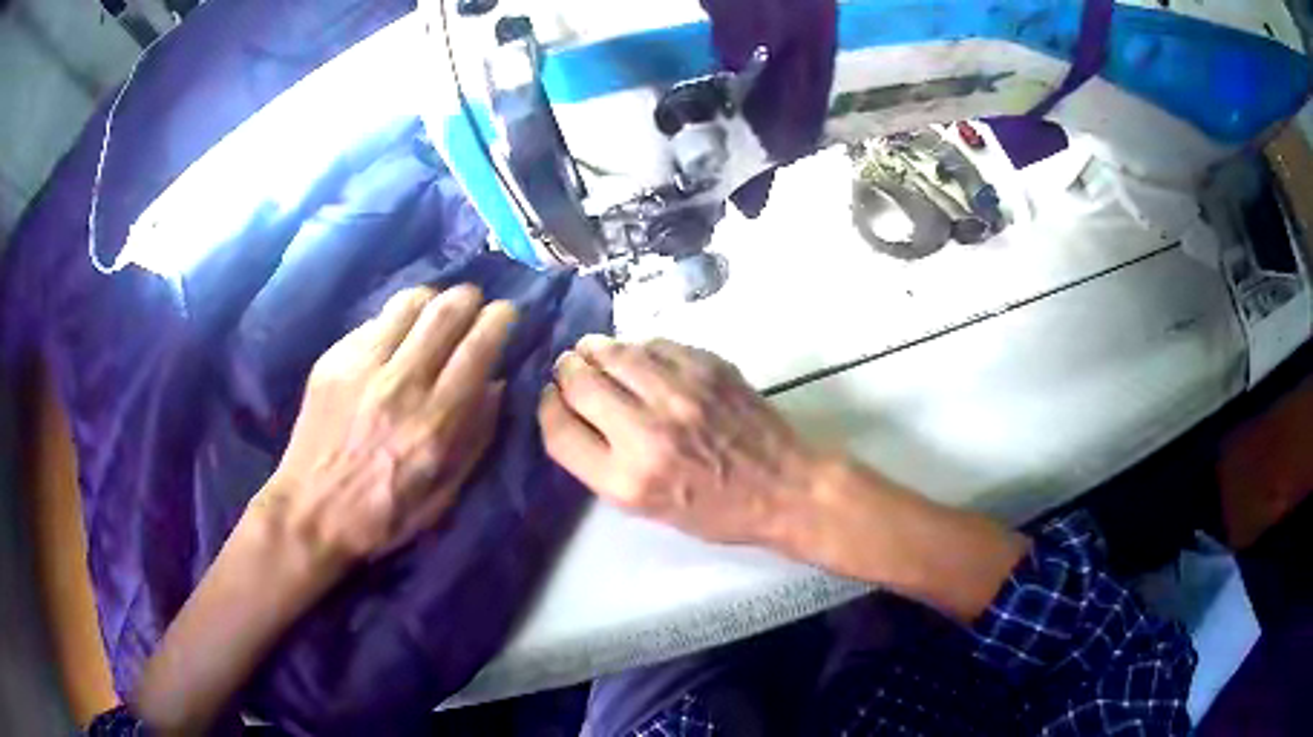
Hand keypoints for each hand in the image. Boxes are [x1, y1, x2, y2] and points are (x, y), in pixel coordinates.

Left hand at [257, 285, 515, 563]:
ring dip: (432, 300)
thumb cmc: (383, 514)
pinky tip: (393, 340)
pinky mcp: (333, 360)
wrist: (310, 510)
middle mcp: (401, 383)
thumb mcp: (444, 493)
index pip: (477, 348)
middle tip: (474, 304)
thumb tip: (495, 385)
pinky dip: (394, 322)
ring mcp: (362, 366)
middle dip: (469, 298)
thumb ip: (476, 437)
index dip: (499, 320)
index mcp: (435, 421)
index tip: (506, 314)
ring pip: (408, 303)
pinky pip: (374, 321)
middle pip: (446, 311)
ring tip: (434, 313)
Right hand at [538, 336, 825, 545]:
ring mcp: (680, 393)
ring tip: (593, 352)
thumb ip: (604, 464)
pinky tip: (639, 356)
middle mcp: (647, 432)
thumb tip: (574, 412)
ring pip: (613, 352)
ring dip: (595, 350)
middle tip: (570, 369)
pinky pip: (654, 343)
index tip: (552, 398)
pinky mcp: (707, 367)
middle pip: (579, 382)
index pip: (559, 430)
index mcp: (628, 480)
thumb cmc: (717, 511)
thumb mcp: (648, 510)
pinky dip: (637, 348)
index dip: (547, 407)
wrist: (786, 487)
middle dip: (566, 372)